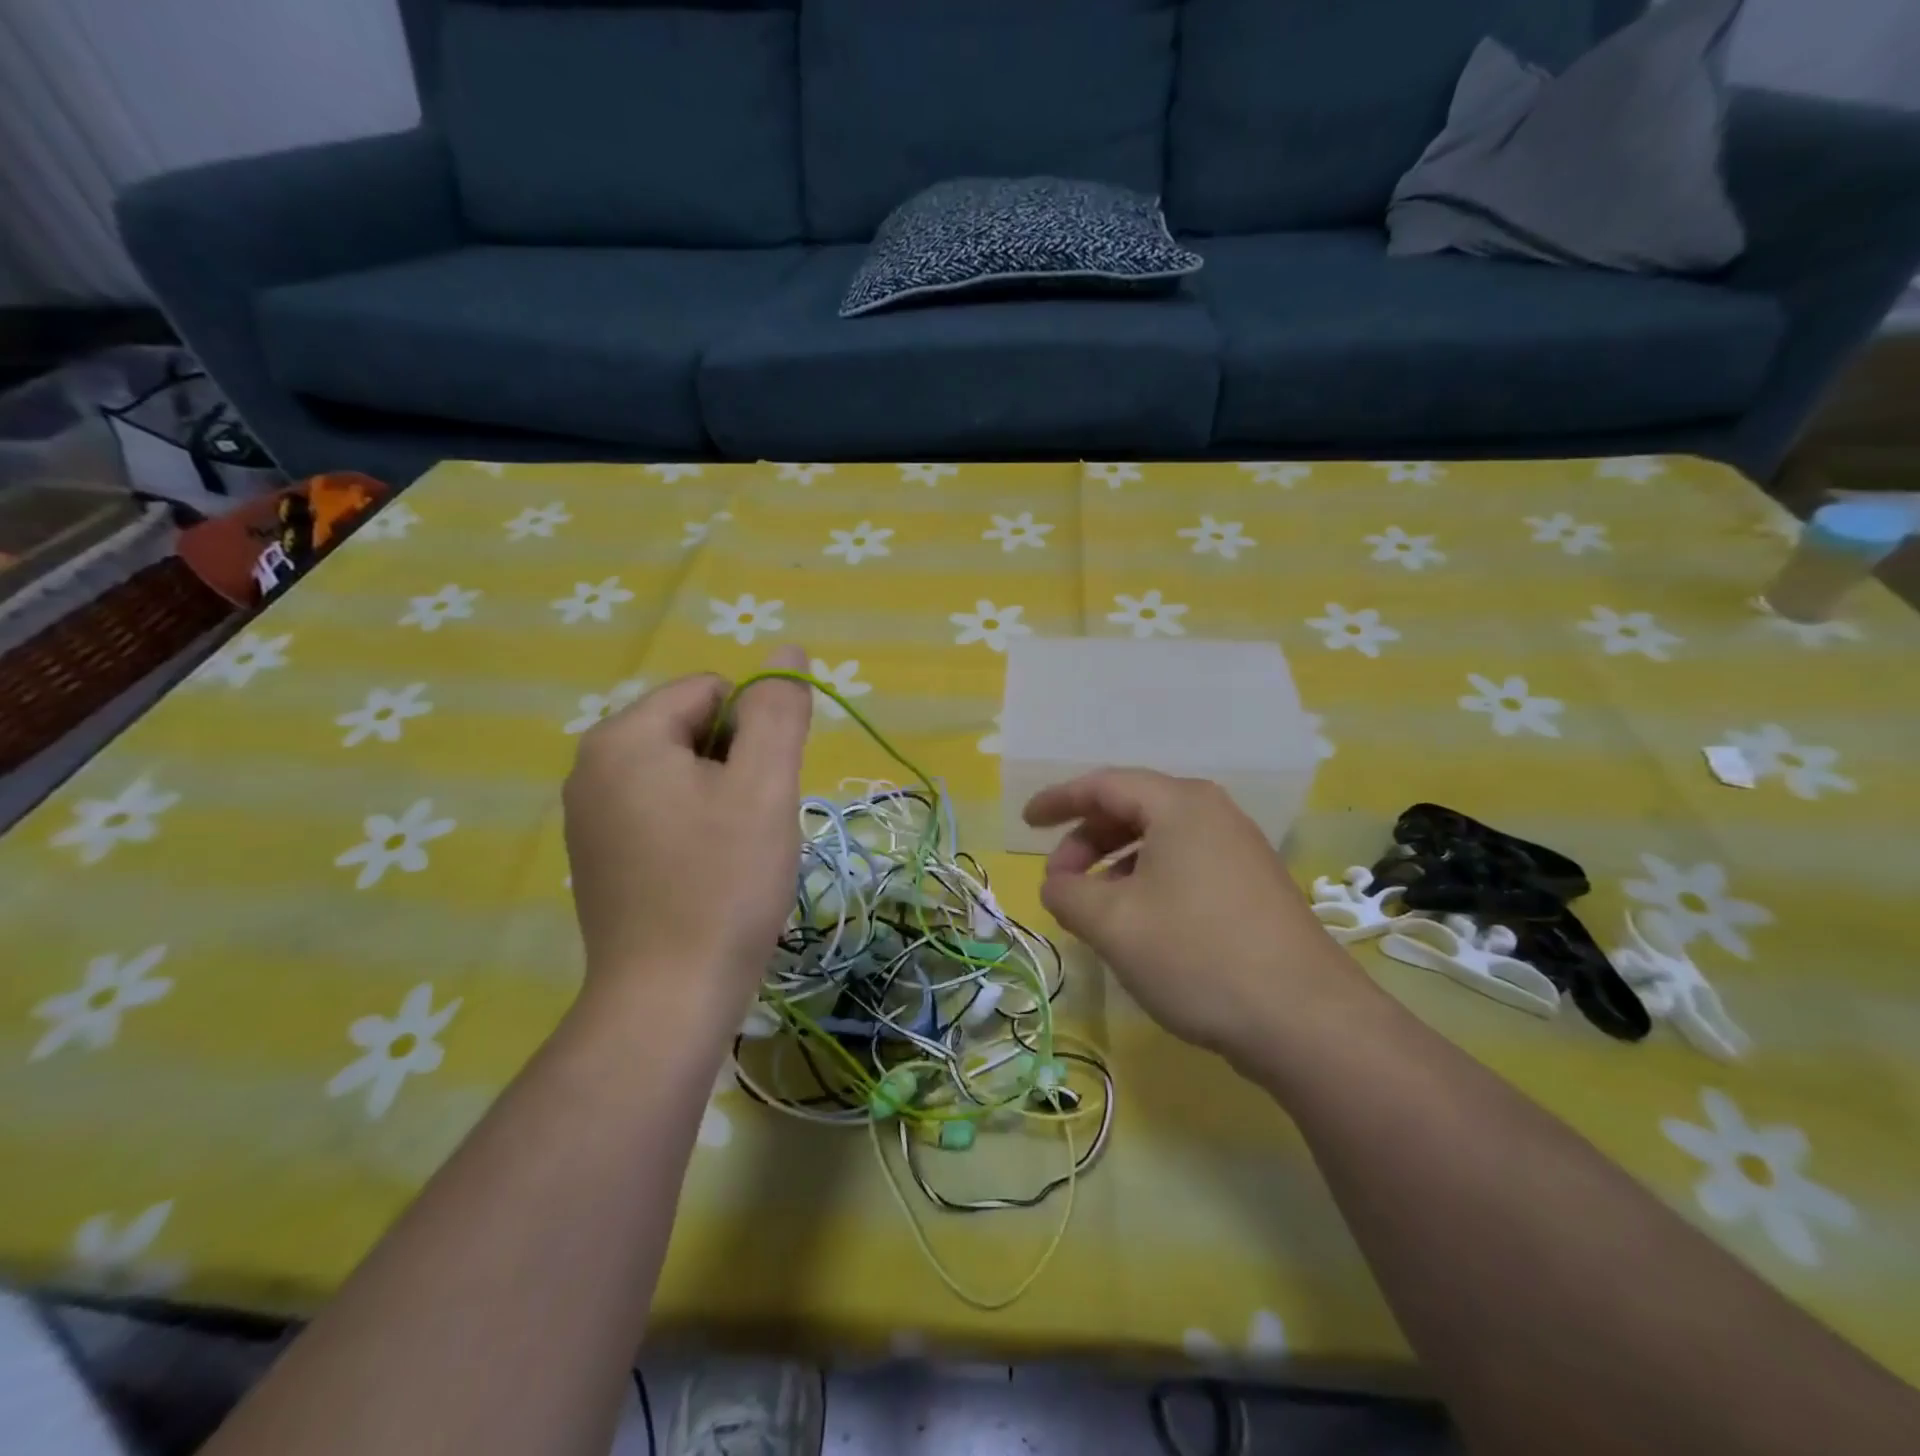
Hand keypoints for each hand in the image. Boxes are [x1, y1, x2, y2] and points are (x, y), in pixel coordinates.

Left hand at [563, 646, 811, 1030]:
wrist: (667, 1000)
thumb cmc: (723, 884)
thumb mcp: (764, 786)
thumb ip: (778, 710)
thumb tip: (787, 650)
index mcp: (624, 736)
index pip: (712, 691)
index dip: (754, 732)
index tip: (762, 791)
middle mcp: (592, 765)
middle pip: (694, 730)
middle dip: (736, 766)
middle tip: (750, 827)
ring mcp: (589, 814)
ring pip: (683, 773)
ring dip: (721, 799)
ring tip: (732, 854)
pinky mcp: (598, 855)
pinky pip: (662, 811)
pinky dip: (695, 828)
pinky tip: (705, 875)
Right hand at [1023, 769, 1378, 1063]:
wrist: (1307, 1020)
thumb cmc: (1197, 956)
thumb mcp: (1112, 924)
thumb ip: (1066, 893)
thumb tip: (1057, 885)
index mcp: (1180, 805)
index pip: (1104, 785)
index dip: (1058, 800)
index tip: (1026, 822)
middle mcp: (1213, 814)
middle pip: (1132, 809)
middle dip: (1086, 841)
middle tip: (1060, 883)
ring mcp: (1239, 849)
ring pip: (1159, 841)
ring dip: (1115, 866)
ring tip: (1094, 909)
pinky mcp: (1253, 886)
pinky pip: (1185, 866)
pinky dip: (1147, 882)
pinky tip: (1139, 923)